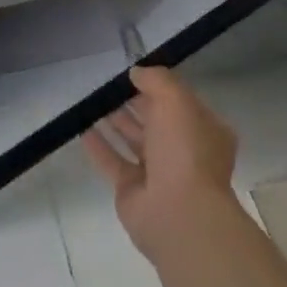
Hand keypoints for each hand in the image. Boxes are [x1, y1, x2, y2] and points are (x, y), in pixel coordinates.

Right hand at [82, 66, 242, 258]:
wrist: (178, 214)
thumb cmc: (185, 150)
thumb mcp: (176, 100)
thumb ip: (156, 80)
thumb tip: (137, 73)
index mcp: (204, 132)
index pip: (181, 103)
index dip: (159, 87)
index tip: (134, 73)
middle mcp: (184, 152)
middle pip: (156, 121)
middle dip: (135, 103)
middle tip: (109, 85)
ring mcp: (158, 174)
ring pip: (133, 140)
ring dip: (115, 121)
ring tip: (92, 101)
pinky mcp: (132, 190)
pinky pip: (112, 161)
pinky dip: (98, 145)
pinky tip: (81, 127)